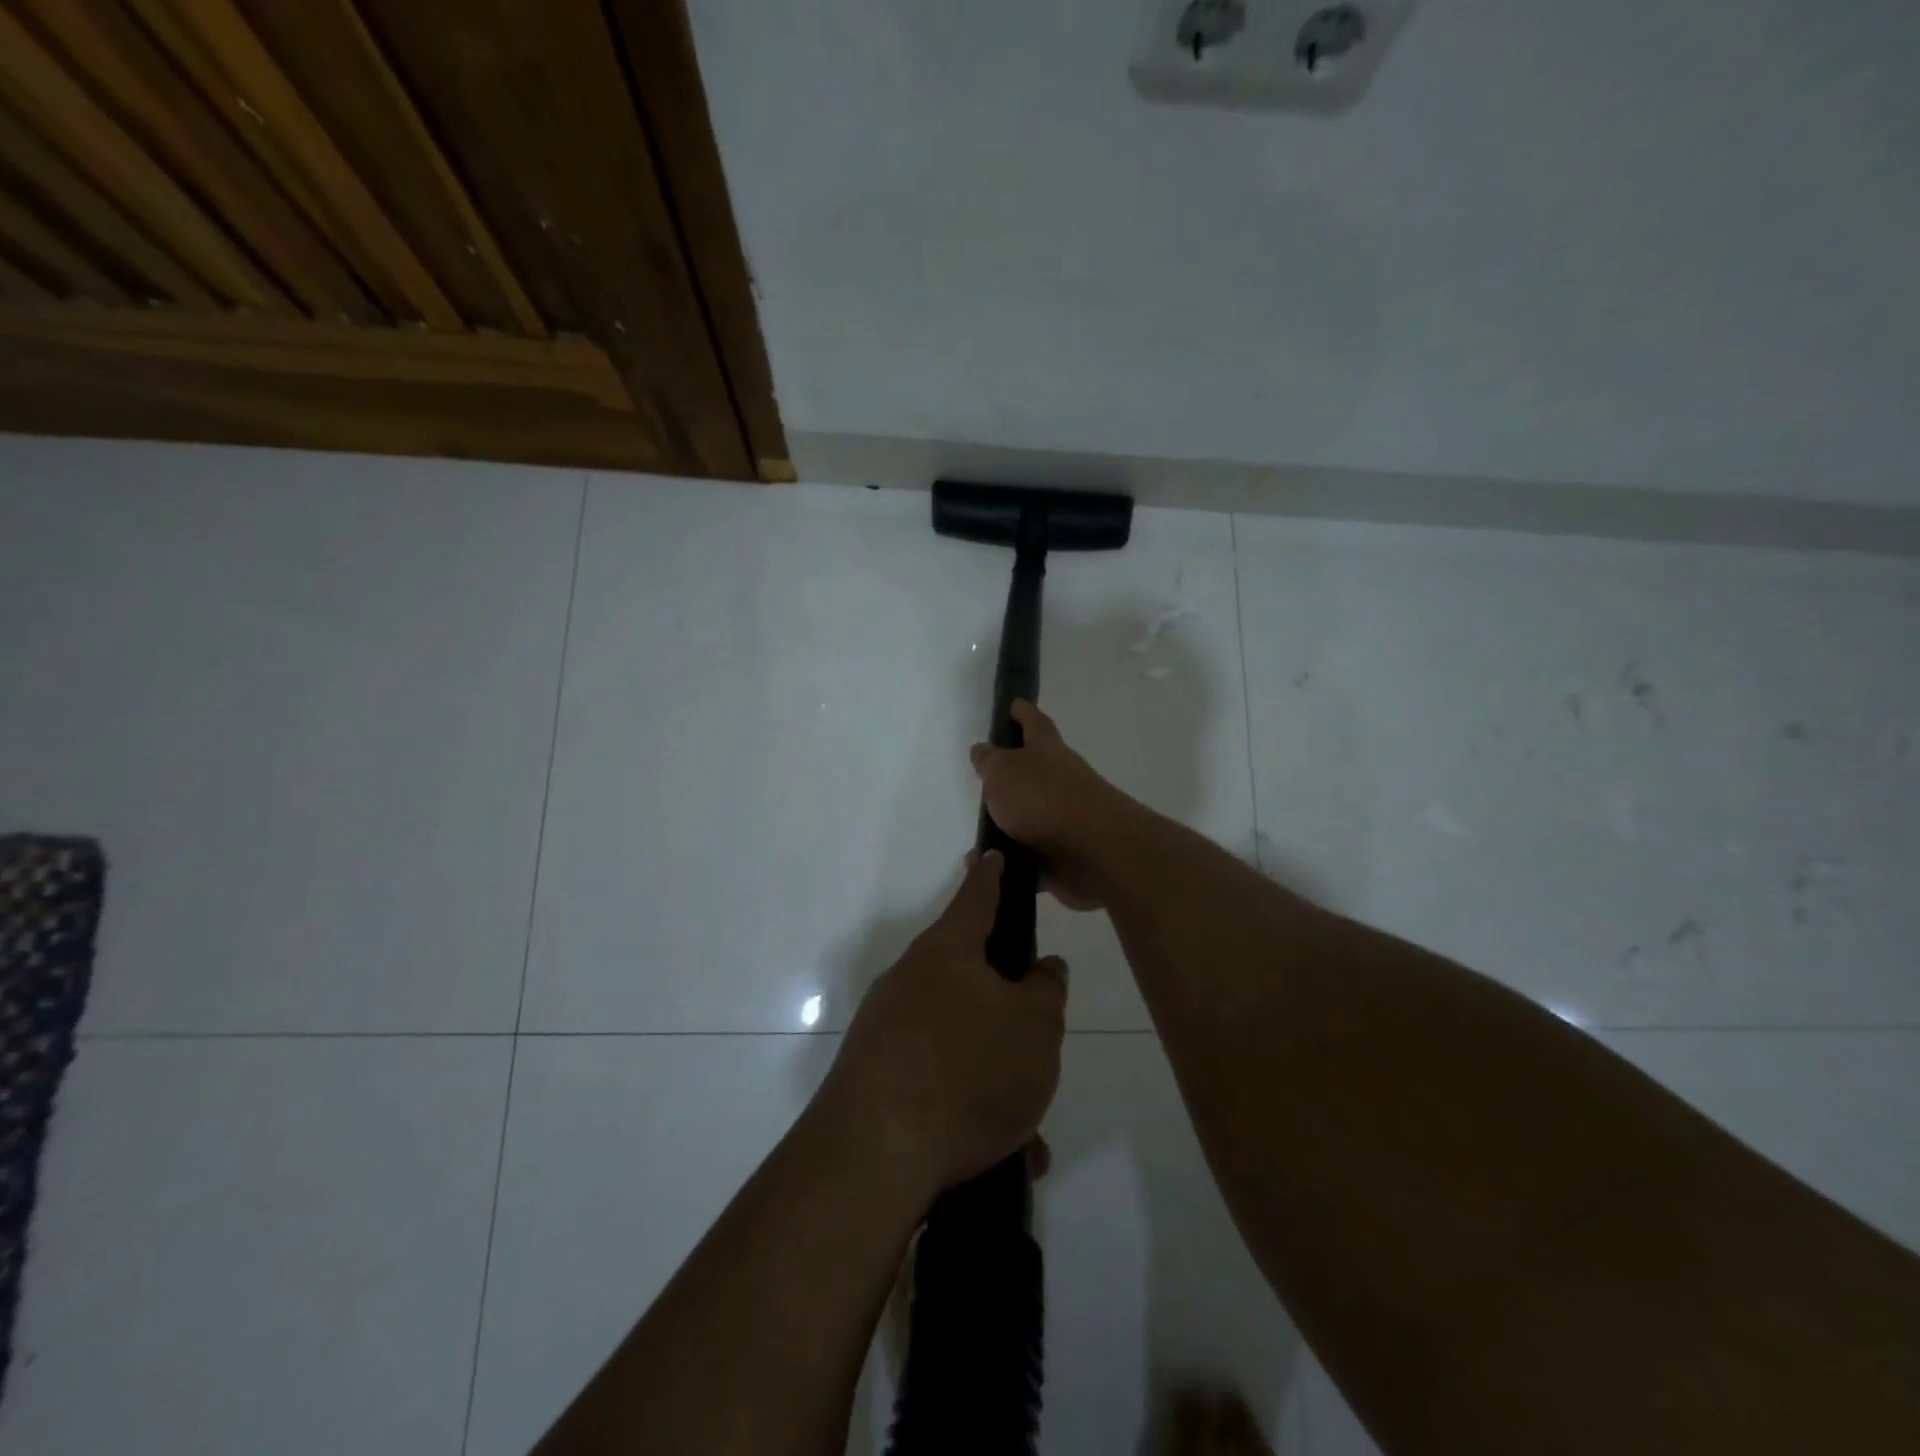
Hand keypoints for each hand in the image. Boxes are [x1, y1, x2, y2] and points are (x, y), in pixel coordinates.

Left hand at [815, 852, 1067, 1204]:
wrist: (873, 1155)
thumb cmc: (967, 1070)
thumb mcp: (1035, 1028)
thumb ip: (1046, 990)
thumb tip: (1042, 968)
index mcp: (948, 951)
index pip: (976, 896)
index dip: (991, 875)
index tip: (990, 853)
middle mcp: (910, 980)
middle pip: (969, 978)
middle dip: (1006, 1009)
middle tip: (1036, 1044)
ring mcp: (886, 1029)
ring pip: (958, 1040)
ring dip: (994, 1076)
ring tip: (1026, 1129)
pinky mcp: (873, 1077)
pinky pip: (937, 1082)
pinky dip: (968, 1110)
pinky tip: (999, 1157)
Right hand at [971, 700, 1132, 910]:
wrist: (1095, 850)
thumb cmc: (1044, 799)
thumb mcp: (1004, 772)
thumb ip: (990, 762)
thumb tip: (983, 750)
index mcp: (1047, 751)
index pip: (1034, 723)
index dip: (1023, 713)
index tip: (1015, 704)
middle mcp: (1061, 780)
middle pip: (1036, 771)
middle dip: (1014, 775)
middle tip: (987, 781)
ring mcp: (1067, 818)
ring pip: (1032, 817)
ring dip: (1009, 826)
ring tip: (980, 837)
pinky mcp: (1067, 854)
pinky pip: (1033, 857)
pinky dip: (1014, 862)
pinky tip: (992, 869)